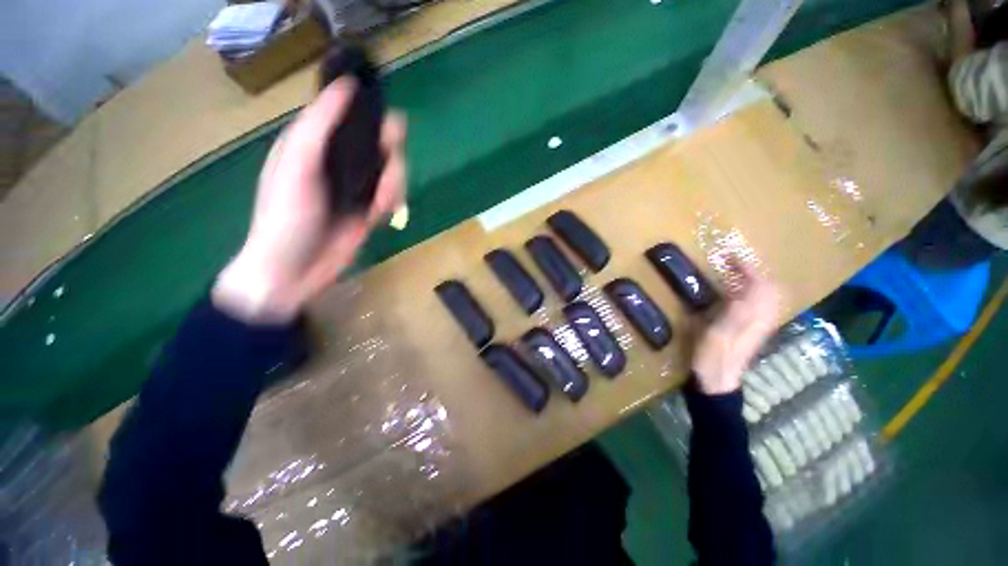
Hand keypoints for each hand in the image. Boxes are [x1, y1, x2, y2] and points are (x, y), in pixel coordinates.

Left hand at [213, 78, 406, 322]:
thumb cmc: (286, 217)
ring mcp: (356, 186)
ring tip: (380, 205)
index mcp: (315, 143)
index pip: (348, 115)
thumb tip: (347, 86)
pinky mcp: (369, 208)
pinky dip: (392, 202)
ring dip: (392, 186)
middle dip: (390, 158)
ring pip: (391, 170)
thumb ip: (319, 126)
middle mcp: (338, 161)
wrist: (294, 270)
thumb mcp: (297, 166)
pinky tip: (381, 213)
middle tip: (388, 172)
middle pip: (378, 143)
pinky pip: (392, 195)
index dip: (370, 113)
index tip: (389, 119)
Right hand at [691, 263, 780, 394]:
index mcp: (751, 315)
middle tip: (733, 263)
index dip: (746, 267)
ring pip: (769, 295)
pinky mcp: (756, 329)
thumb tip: (748, 286)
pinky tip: (740, 294)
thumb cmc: (711, 355)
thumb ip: (734, 309)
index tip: (729, 256)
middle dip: (755, 271)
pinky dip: (755, 292)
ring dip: (756, 280)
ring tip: (737, 273)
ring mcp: (761, 324)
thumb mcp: (717, 331)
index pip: (758, 284)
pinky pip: (763, 304)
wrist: (718, 379)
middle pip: (770, 288)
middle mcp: (763, 317)